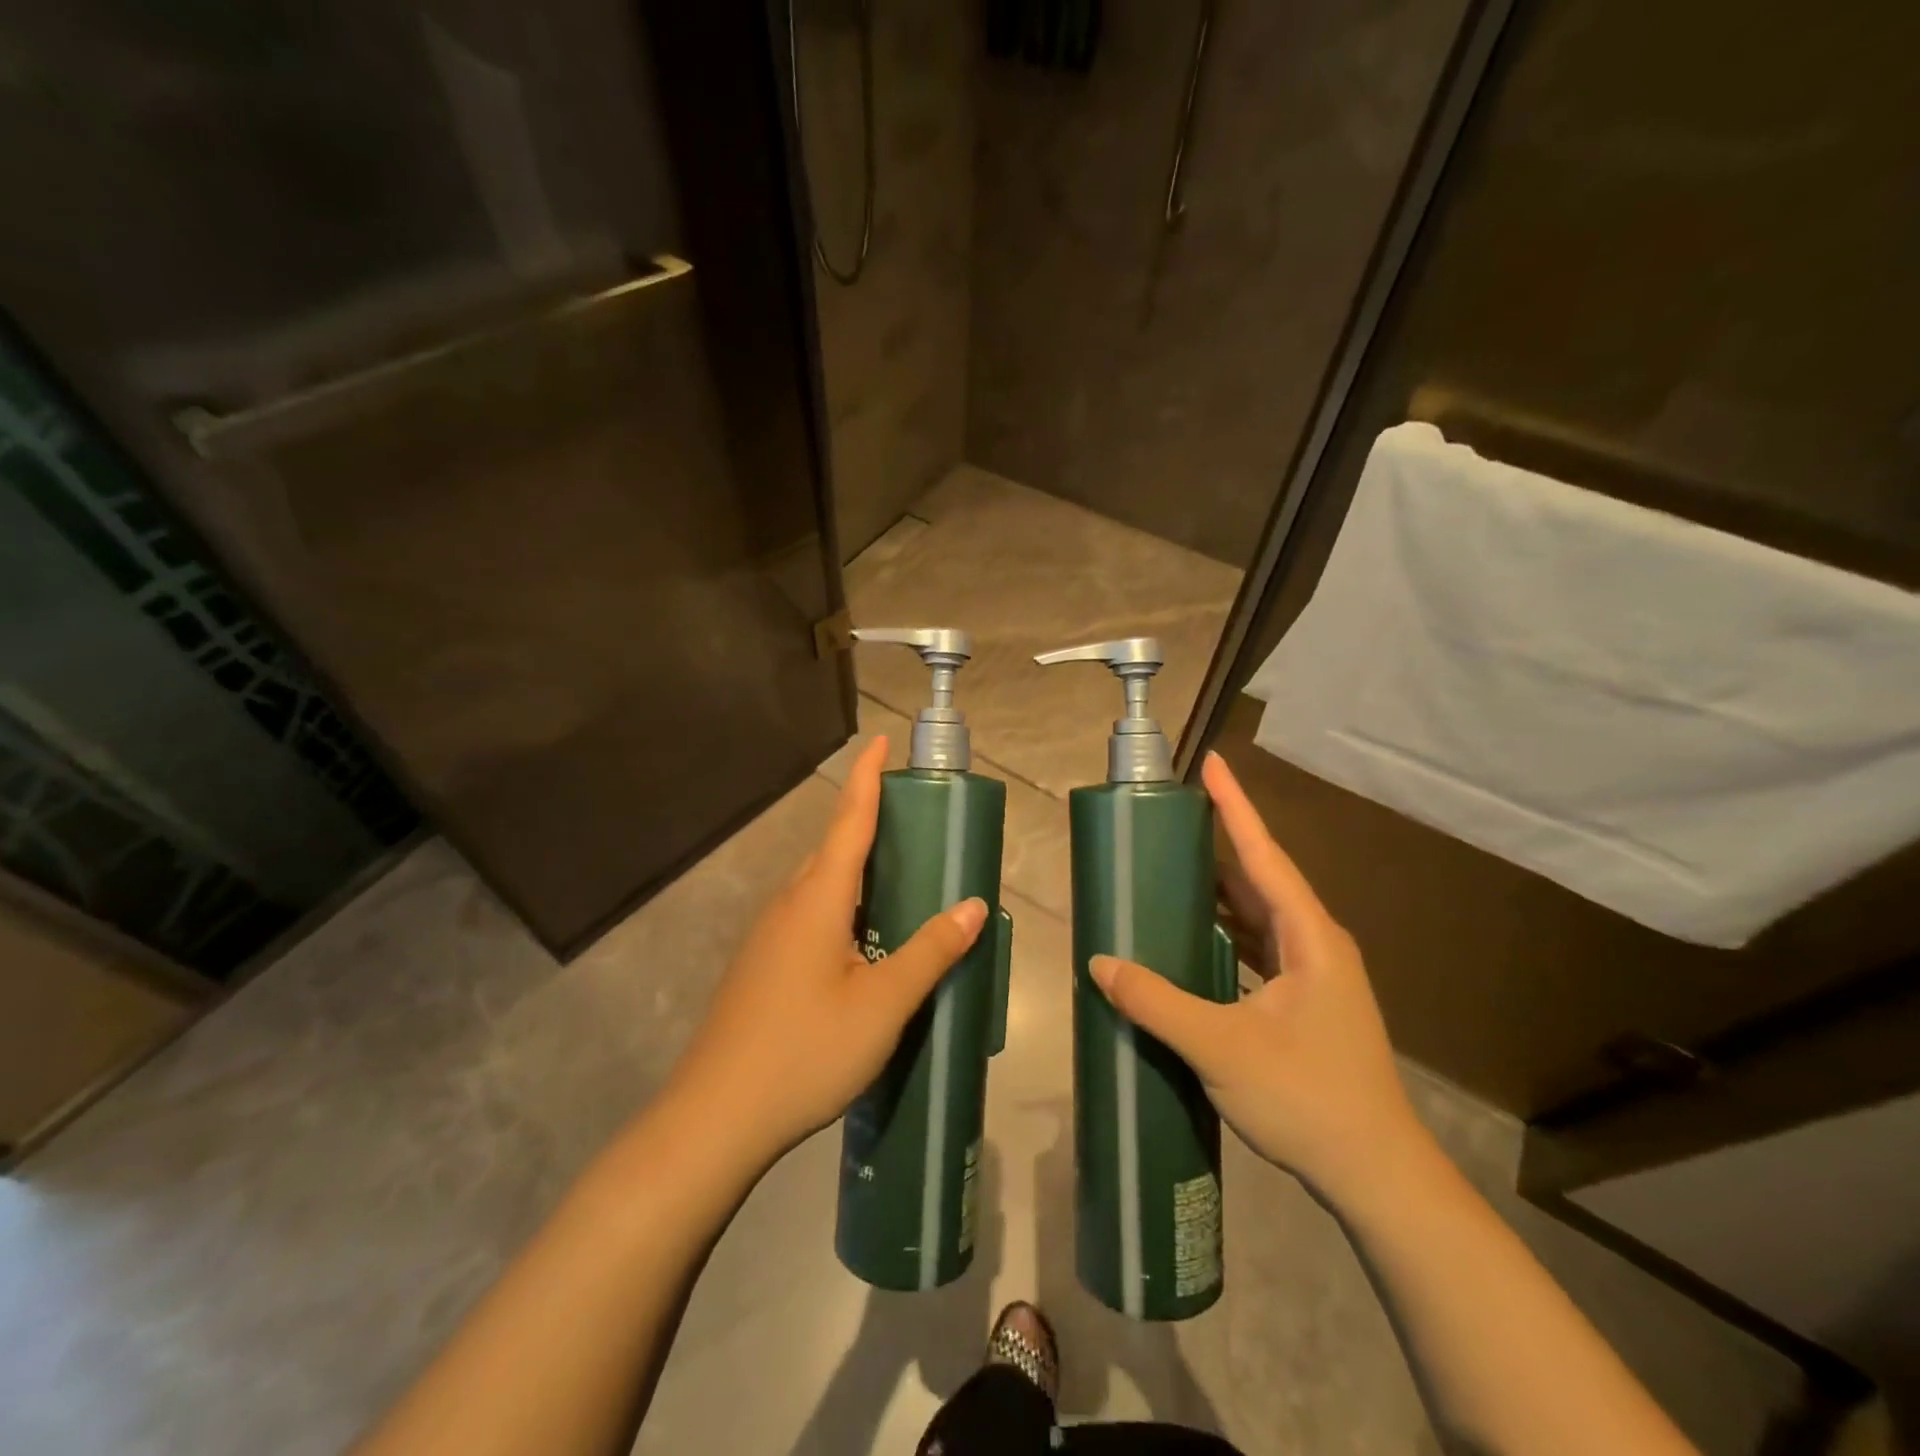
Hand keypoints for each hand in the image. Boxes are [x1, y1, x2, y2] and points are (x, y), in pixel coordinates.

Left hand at [669, 738, 986, 1169]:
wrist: (715, 1118)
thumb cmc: (804, 1051)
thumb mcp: (882, 1004)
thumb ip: (929, 952)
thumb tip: (973, 905)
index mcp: (817, 899)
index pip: (849, 820)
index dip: (868, 777)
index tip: (882, 740)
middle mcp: (789, 904)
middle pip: (833, 849)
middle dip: (870, 822)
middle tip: (917, 820)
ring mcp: (769, 936)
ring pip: (821, 887)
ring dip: (857, 870)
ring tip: (901, 878)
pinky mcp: (762, 966)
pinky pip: (810, 916)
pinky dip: (844, 907)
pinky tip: (864, 941)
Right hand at [1089, 751, 1425, 1200]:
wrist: (1376, 1175)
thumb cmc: (1307, 1098)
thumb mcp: (1221, 1046)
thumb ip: (1156, 1002)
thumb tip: (1100, 962)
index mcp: (1309, 937)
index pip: (1264, 855)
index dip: (1236, 806)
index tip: (1212, 763)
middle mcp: (1316, 944)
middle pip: (1262, 878)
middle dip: (1220, 843)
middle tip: (1171, 818)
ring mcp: (1315, 975)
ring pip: (1261, 915)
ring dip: (1220, 891)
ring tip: (1172, 869)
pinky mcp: (1307, 1002)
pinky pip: (1260, 946)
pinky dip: (1226, 931)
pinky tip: (1194, 938)